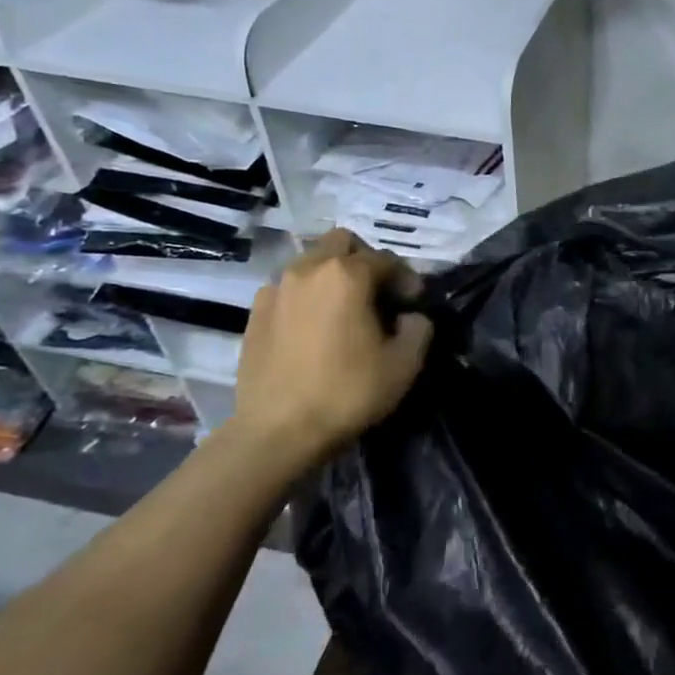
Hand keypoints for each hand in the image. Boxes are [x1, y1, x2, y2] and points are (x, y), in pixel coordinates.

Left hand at [231, 230, 433, 468]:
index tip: (414, 304)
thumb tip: (411, 317)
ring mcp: (277, 289)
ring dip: (333, 276)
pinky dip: (307, 296)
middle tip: (378, 293)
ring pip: (312, 262)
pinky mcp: (255, 313)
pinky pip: (289, 288)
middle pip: (343, 242)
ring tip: (344, 310)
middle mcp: (309, 269)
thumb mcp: (405, 363)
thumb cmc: (347, 392)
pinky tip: (314, 327)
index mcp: (347, 274)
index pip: (387, 259)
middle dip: (365, 260)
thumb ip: (419, 328)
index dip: (407, 279)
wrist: (277, 431)